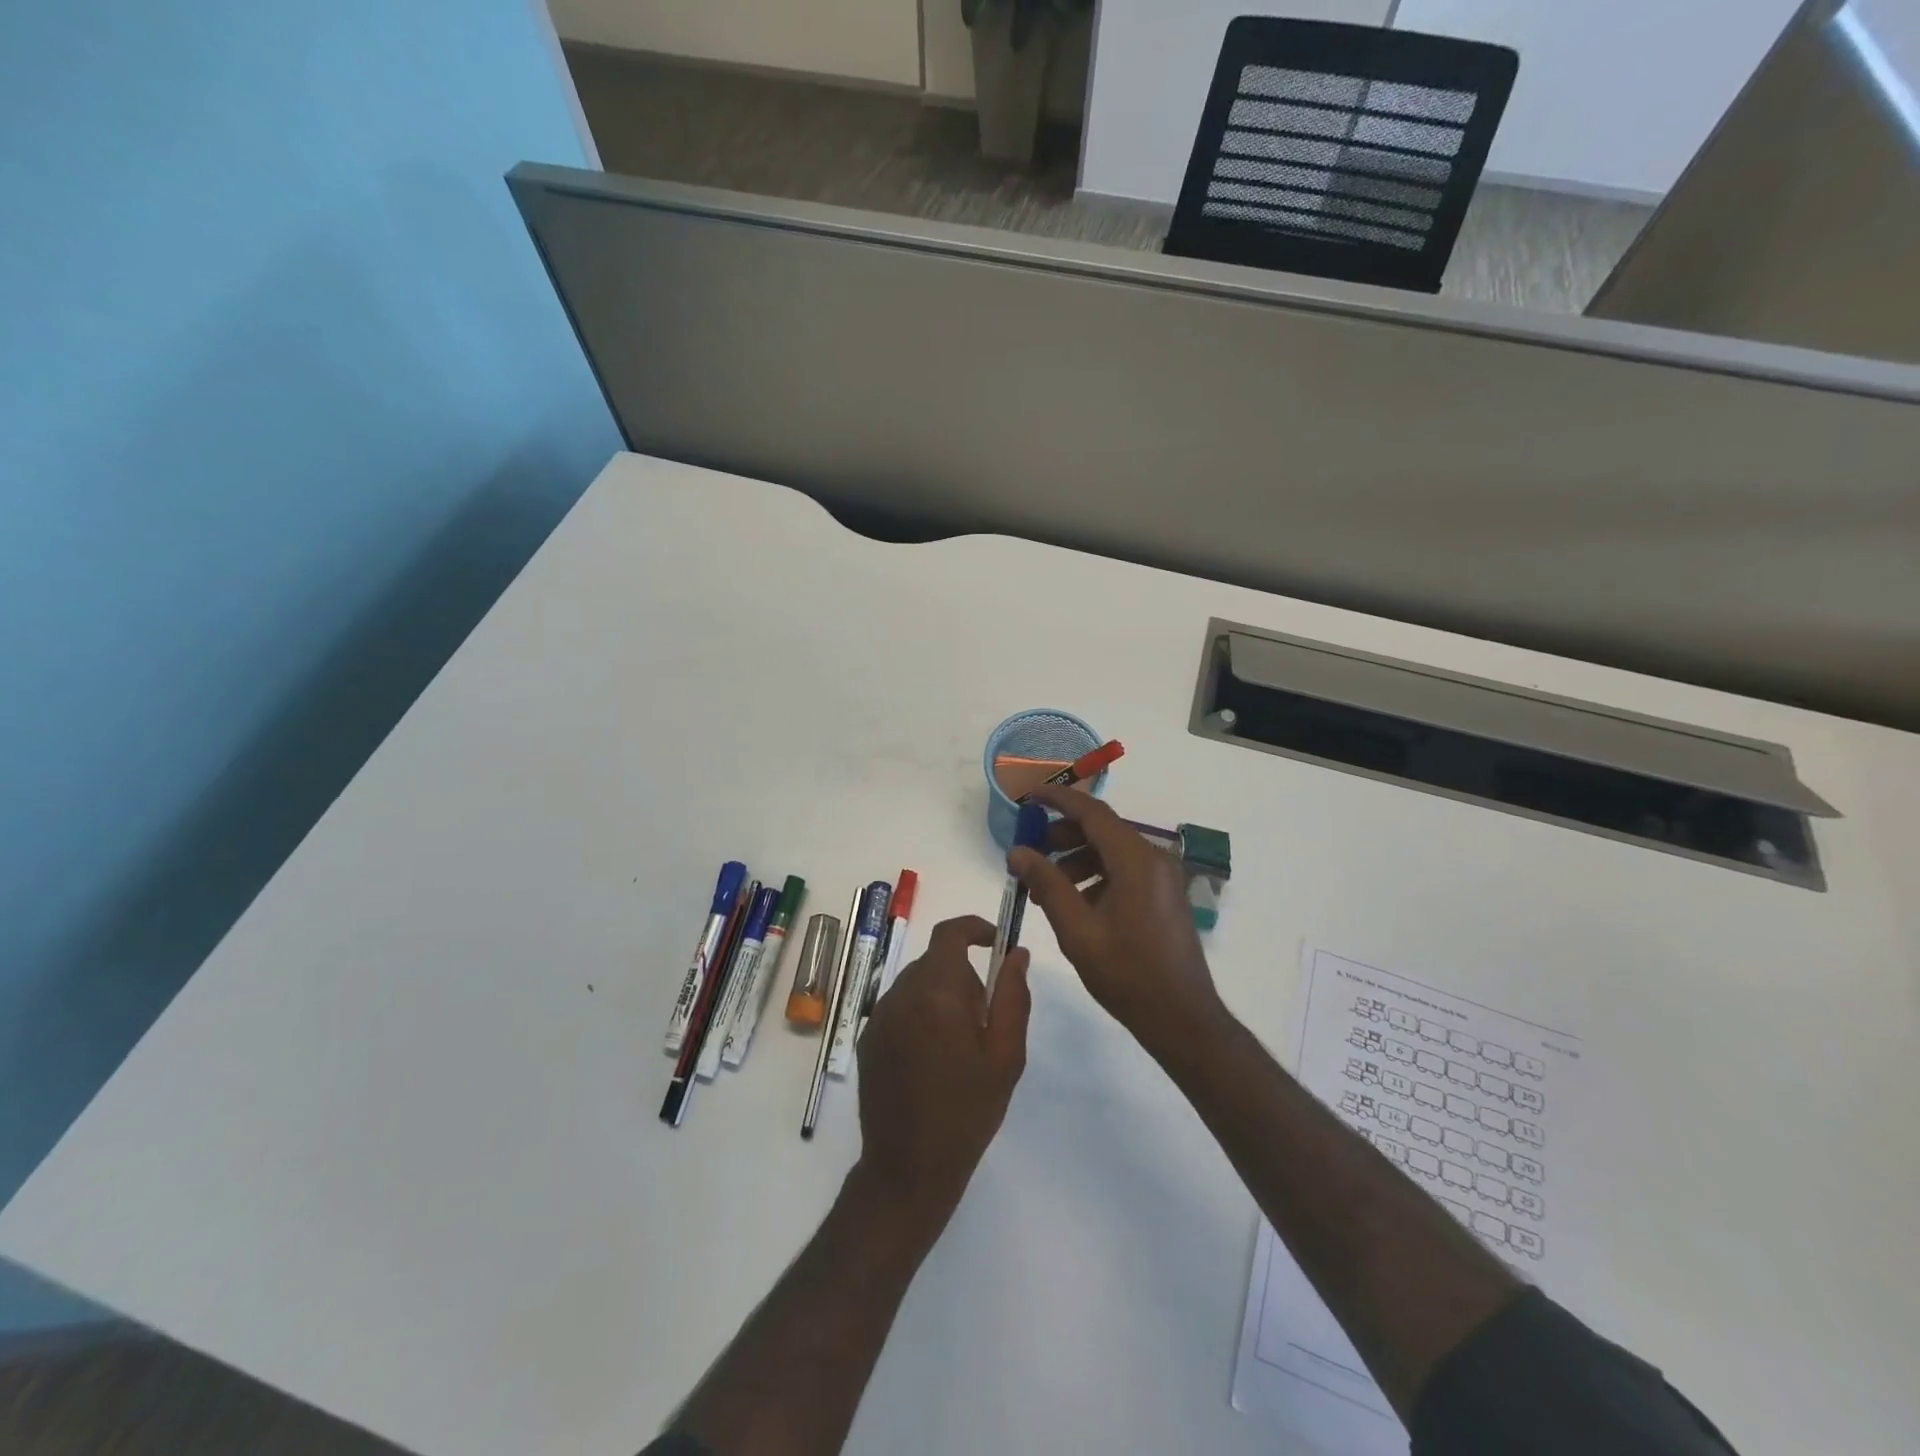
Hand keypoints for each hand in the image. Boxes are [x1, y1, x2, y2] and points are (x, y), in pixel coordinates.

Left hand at [855, 915, 1030, 1232]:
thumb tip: (1016, 952)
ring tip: (959, 1045)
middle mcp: (901, 994)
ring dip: (941, 996)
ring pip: (917, 983)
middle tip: (985, 1019)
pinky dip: (920, 1014)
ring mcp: (879, 1016)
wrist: (909, 1167)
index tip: (995, 943)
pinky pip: (900, 1007)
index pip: (949, 934)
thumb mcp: (1005, 1055)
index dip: (974, 928)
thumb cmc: (967, 1111)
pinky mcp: (868, 1038)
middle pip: (935, 961)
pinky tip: (932, 1059)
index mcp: (937, 992)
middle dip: (964, 976)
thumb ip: (1012, 995)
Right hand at [1008, 786, 1226, 1063]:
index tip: (1029, 798)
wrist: (1181, 1018)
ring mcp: (1162, 878)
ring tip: (1044, 888)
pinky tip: (1073, 904)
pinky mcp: (1163, 895)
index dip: (1058, 800)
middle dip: (1062, 836)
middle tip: (1030, 854)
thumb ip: (1046, 884)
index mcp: (1136, 860)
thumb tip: (1017, 852)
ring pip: (1111, 851)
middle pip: (1102, 830)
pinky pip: (1124, 870)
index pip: (1092, 812)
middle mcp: (1154, 859)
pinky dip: (1095, 876)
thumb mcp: (1077, 929)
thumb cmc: (1127, 973)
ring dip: (1076, 860)